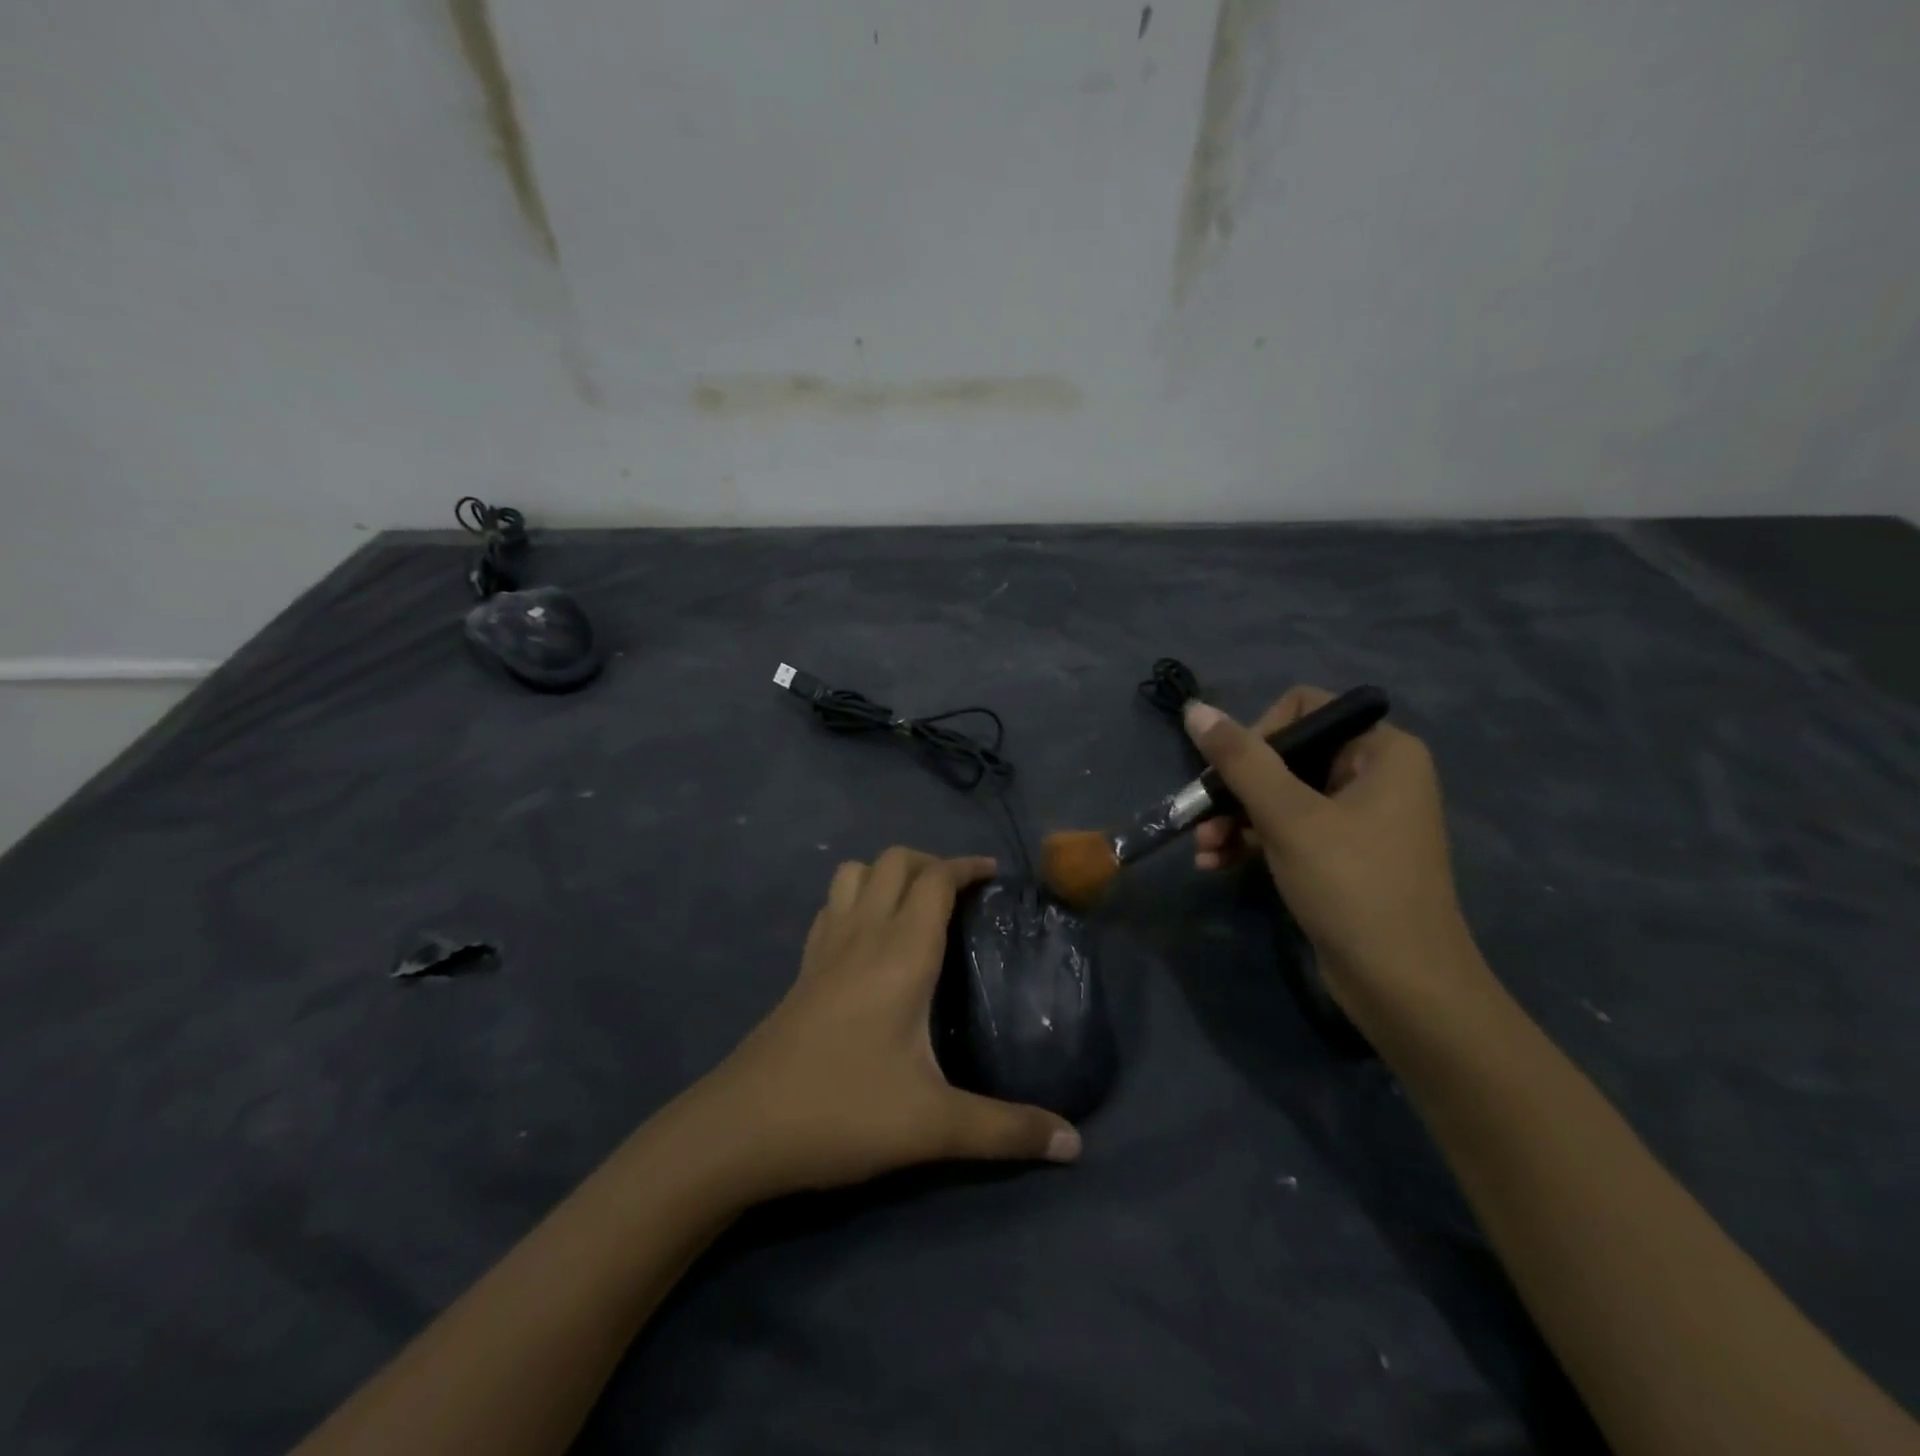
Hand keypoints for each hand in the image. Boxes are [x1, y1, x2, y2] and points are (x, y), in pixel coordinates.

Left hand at [691, 848, 1080, 1199]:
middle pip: (894, 861)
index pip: (935, 879)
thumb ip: (1007, 1131)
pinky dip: (856, 899)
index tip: (996, 875)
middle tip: (961, 896)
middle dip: (931, 863)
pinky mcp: (802, 969)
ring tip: (915, 907)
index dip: (966, 866)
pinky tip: (868, 940)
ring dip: (888, 874)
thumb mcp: (934, 1126)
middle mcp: (862, 934)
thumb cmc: (843, 1111)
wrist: (740, 1129)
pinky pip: (832, 906)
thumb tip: (1076, 1144)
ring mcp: (825, 948)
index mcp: (901, 953)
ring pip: (855, 873)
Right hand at [1185, 688, 1493, 1034]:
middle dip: (1235, 789)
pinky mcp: (1341, 856)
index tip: (1231, 775)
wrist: (1402, 987)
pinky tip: (1216, 864)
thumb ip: (1241, 760)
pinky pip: (1287, 830)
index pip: (1304, 710)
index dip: (1258, 734)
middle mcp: (1374, 775)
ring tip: (1203, 850)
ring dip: (1234, 820)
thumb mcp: (1289, 817)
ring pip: (1279, 797)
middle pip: (1285, 756)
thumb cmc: (1352, 886)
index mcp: (1381, 751)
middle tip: (1200, 817)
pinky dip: (1251, 842)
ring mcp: (1358, 818)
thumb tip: (1196, 709)